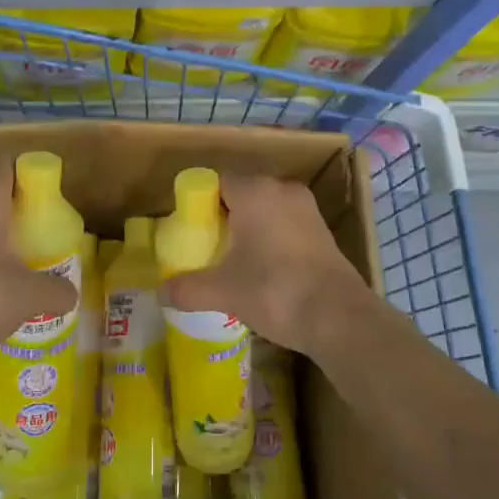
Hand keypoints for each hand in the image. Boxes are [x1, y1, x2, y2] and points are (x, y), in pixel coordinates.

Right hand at [161, 174, 374, 363]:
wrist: (339, 318)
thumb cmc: (274, 290)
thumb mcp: (222, 291)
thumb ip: (187, 288)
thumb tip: (159, 294)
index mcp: (255, 191)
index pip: (218, 181)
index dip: (201, 203)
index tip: (191, 230)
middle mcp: (282, 190)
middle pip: (243, 194)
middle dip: (224, 218)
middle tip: (208, 248)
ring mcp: (307, 210)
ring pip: (267, 211)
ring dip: (250, 230)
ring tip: (234, 262)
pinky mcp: (323, 233)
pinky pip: (286, 226)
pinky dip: (272, 241)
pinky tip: (264, 271)